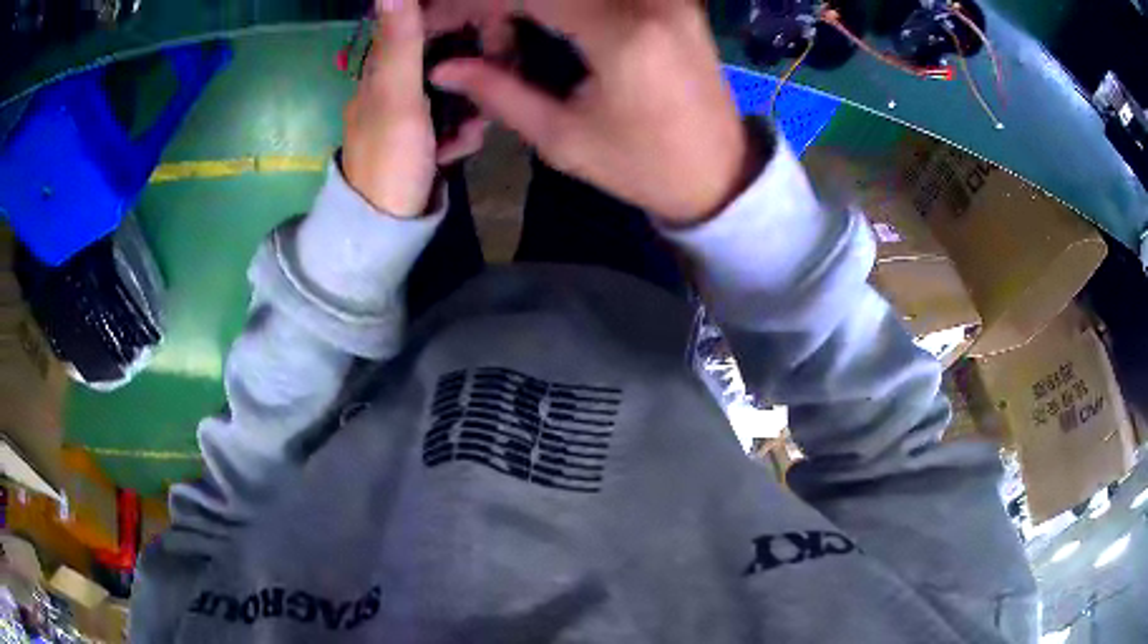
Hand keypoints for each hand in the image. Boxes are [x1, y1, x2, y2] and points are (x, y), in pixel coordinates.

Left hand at [342, 0, 487, 216]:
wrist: (384, 228)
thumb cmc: (390, 158)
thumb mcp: (397, 96)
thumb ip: (400, 42)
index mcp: (381, 70)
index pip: (417, 26)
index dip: (452, 23)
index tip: (485, 30)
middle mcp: (391, 87)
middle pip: (442, 59)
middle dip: (470, 75)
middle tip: (485, 95)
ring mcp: (406, 115)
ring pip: (451, 91)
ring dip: (469, 109)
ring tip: (470, 133)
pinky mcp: (419, 140)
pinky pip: (448, 121)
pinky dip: (459, 132)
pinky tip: (458, 151)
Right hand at [430, 0, 761, 225]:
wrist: (720, 172)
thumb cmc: (642, 166)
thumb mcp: (563, 138)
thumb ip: (500, 92)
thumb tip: (443, 69)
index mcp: (622, 34)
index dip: (474, 2)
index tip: (438, 18)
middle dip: (500, 4)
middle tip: (481, 35)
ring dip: (529, 4)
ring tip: (508, 34)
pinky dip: (563, 4)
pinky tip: (543, 22)